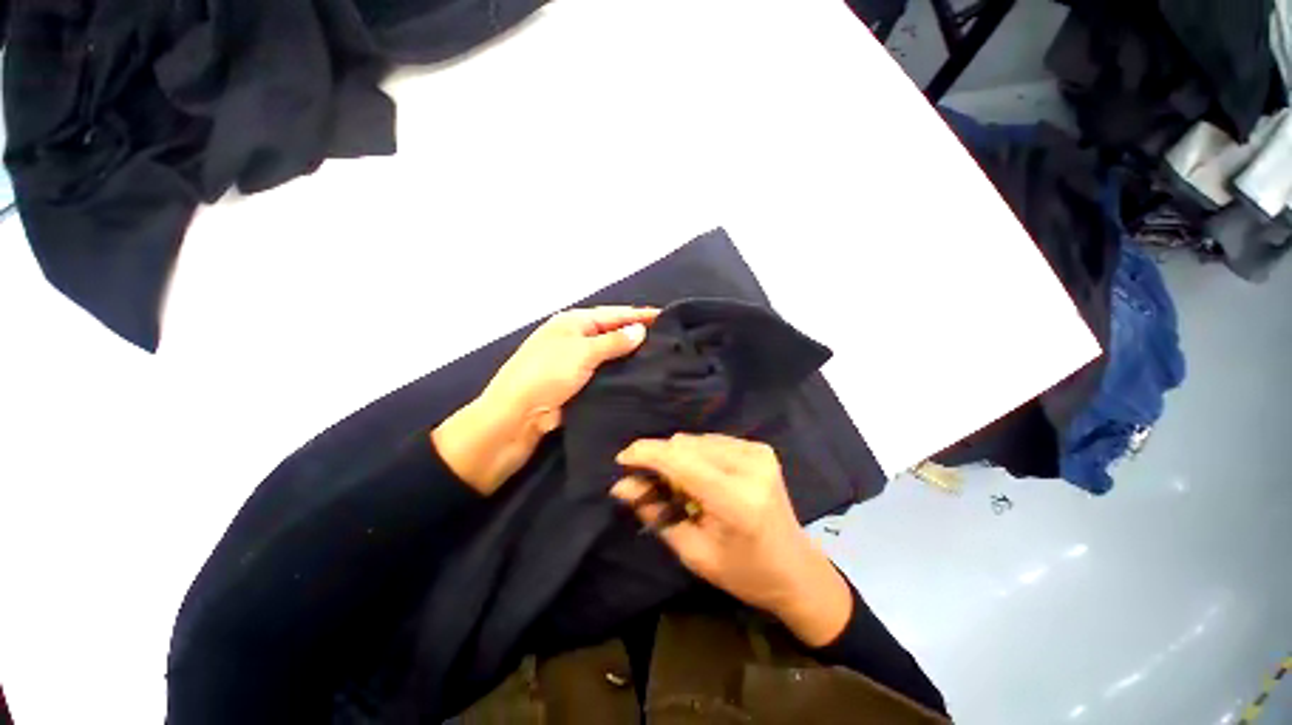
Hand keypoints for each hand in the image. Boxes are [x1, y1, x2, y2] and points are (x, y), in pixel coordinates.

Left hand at [433, 306, 657, 494]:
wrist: (518, 416)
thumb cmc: (547, 374)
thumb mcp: (582, 352)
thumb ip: (614, 341)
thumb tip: (641, 329)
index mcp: (574, 322)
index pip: (614, 314)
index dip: (640, 315)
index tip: (666, 317)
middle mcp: (577, 338)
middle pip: (614, 333)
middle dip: (639, 335)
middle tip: (671, 341)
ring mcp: (579, 362)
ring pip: (612, 356)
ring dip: (632, 357)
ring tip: (663, 359)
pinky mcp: (581, 383)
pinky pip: (607, 375)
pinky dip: (623, 375)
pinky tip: (643, 378)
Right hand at [611, 434, 853, 646]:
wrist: (796, 568)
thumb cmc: (744, 573)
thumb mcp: (693, 552)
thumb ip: (655, 513)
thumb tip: (621, 486)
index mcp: (736, 501)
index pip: (681, 461)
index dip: (647, 454)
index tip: (622, 460)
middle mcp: (750, 467)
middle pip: (685, 444)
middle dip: (661, 460)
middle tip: (652, 486)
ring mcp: (758, 453)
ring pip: (696, 439)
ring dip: (678, 457)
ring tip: (680, 487)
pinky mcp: (759, 448)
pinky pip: (711, 441)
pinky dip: (696, 455)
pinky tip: (700, 478)